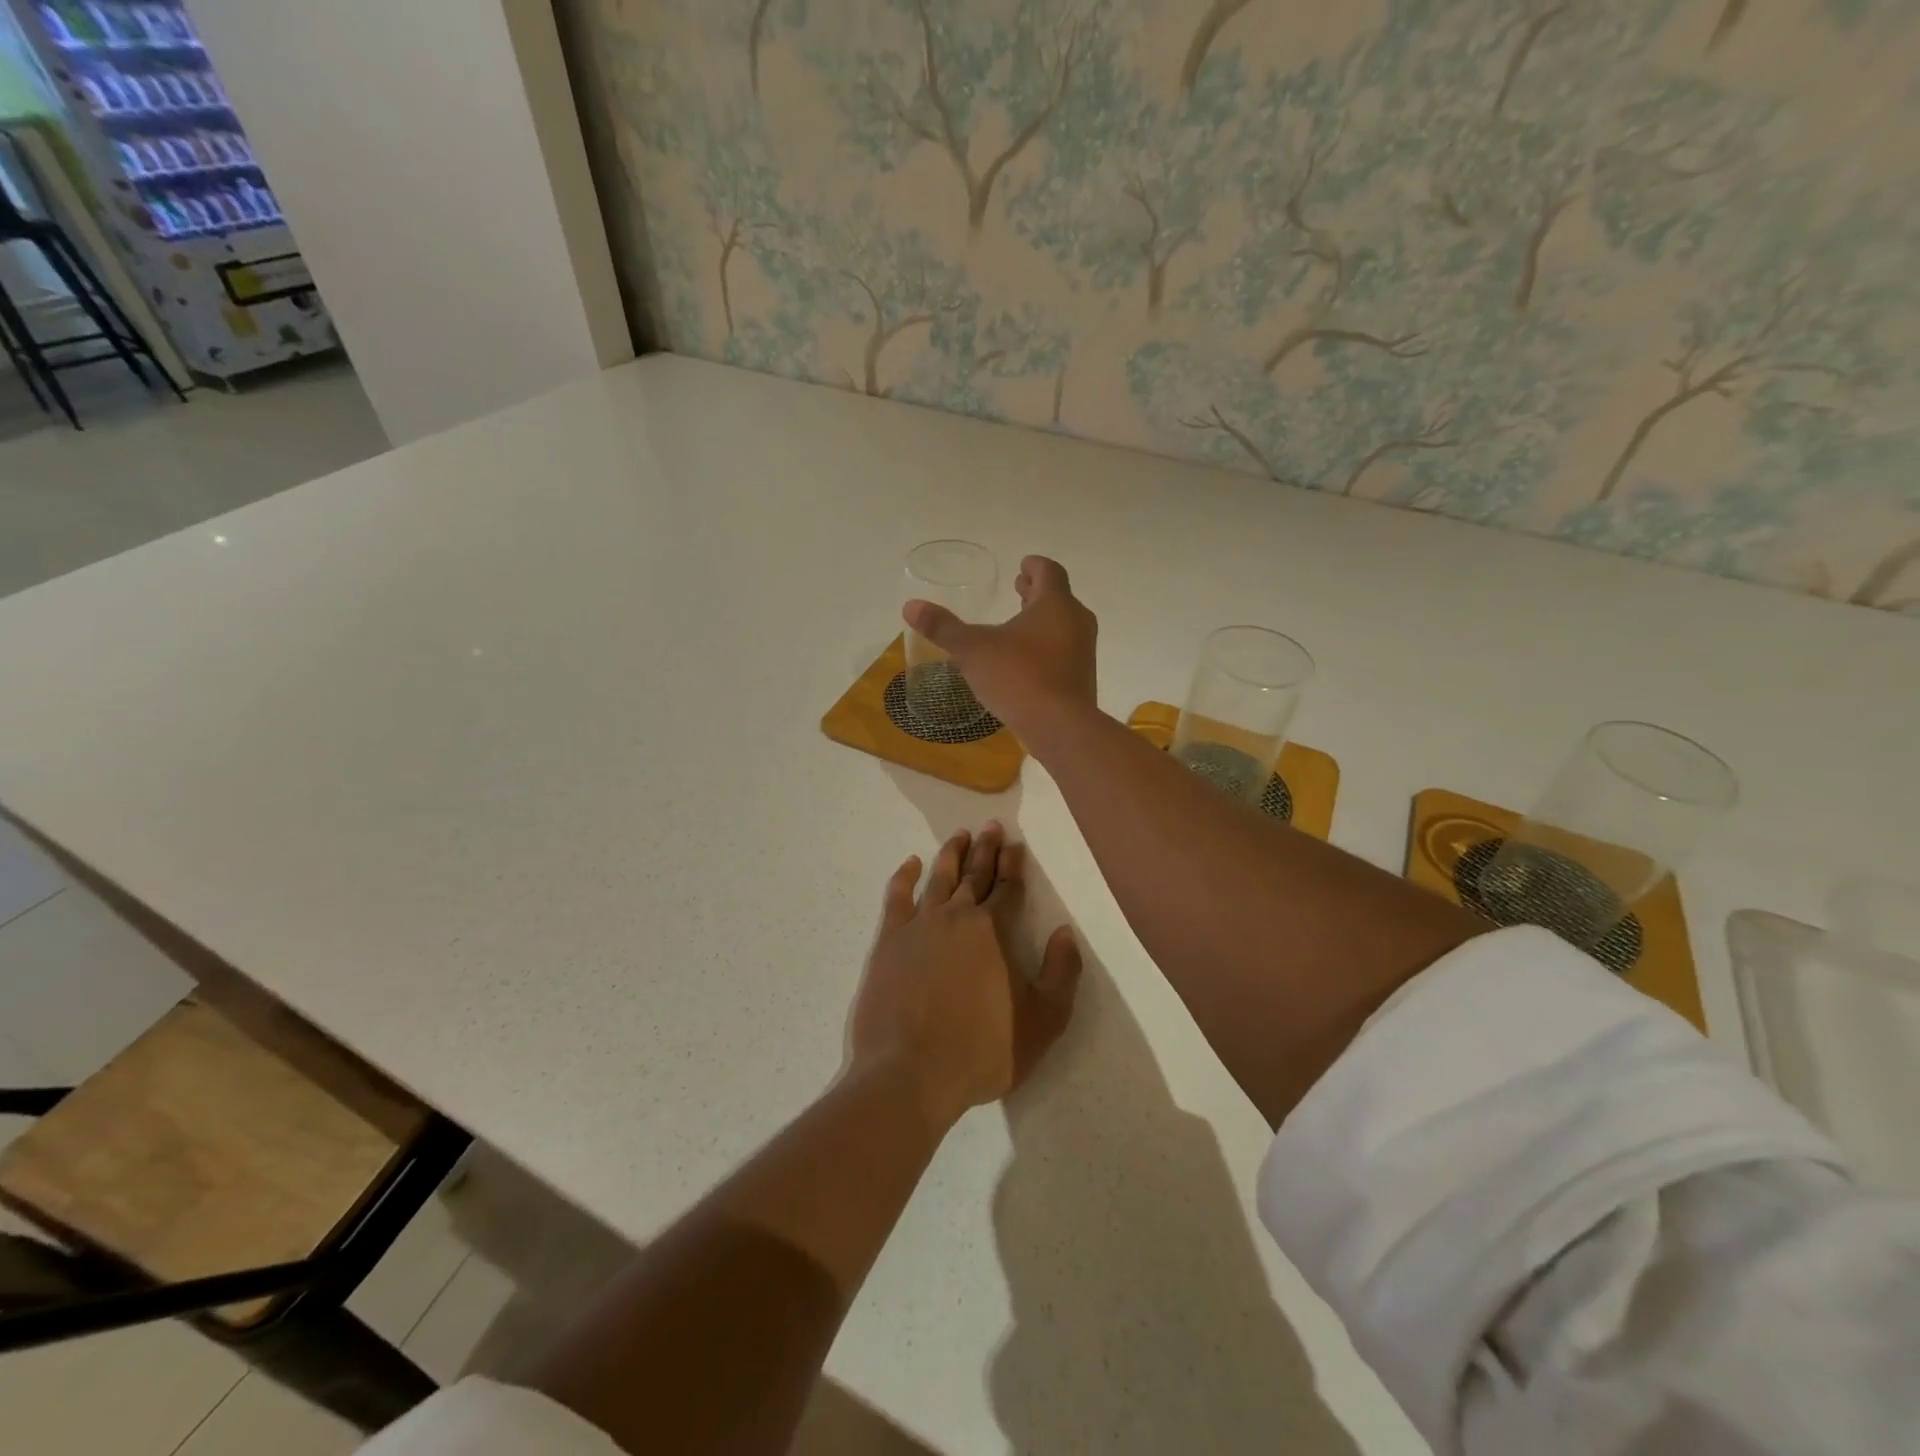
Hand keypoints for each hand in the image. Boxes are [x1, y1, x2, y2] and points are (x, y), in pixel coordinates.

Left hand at [850, 823, 1082, 1129]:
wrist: (911, 1073)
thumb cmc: (983, 1050)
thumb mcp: (1043, 1021)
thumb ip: (1061, 973)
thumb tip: (1064, 932)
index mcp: (994, 932)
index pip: (1008, 888)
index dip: (1014, 865)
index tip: (1015, 844)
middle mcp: (957, 917)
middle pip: (975, 874)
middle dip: (986, 849)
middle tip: (991, 826)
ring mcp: (919, 926)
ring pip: (938, 877)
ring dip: (950, 853)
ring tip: (959, 834)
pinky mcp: (889, 941)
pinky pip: (897, 897)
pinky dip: (904, 876)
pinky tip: (911, 863)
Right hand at [903, 556, 1097, 745]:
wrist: (1060, 727)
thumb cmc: (1018, 677)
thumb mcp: (973, 650)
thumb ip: (943, 627)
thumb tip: (911, 606)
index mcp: (1055, 604)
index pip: (1049, 572)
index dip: (1034, 566)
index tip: (1022, 565)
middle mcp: (1076, 622)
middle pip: (1058, 598)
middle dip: (1037, 593)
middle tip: (1019, 589)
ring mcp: (1083, 652)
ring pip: (1063, 626)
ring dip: (1043, 621)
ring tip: (1019, 625)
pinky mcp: (1082, 679)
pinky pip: (1064, 652)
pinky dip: (1047, 647)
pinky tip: (1026, 662)